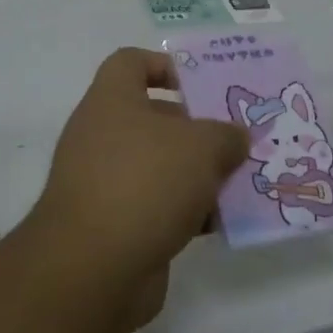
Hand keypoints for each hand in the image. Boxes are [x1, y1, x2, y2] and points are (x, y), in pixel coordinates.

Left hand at [23, 49, 248, 320]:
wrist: (93, 269)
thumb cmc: (146, 182)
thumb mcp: (202, 147)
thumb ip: (226, 135)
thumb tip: (235, 138)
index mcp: (112, 101)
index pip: (131, 62)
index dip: (165, 66)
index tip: (202, 85)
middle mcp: (102, 136)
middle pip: (154, 118)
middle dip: (197, 129)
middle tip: (237, 139)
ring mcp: (104, 183)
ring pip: (159, 166)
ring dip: (196, 174)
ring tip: (239, 182)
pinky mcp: (113, 226)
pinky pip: (156, 206)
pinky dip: (185, 211)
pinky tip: (218, 222)